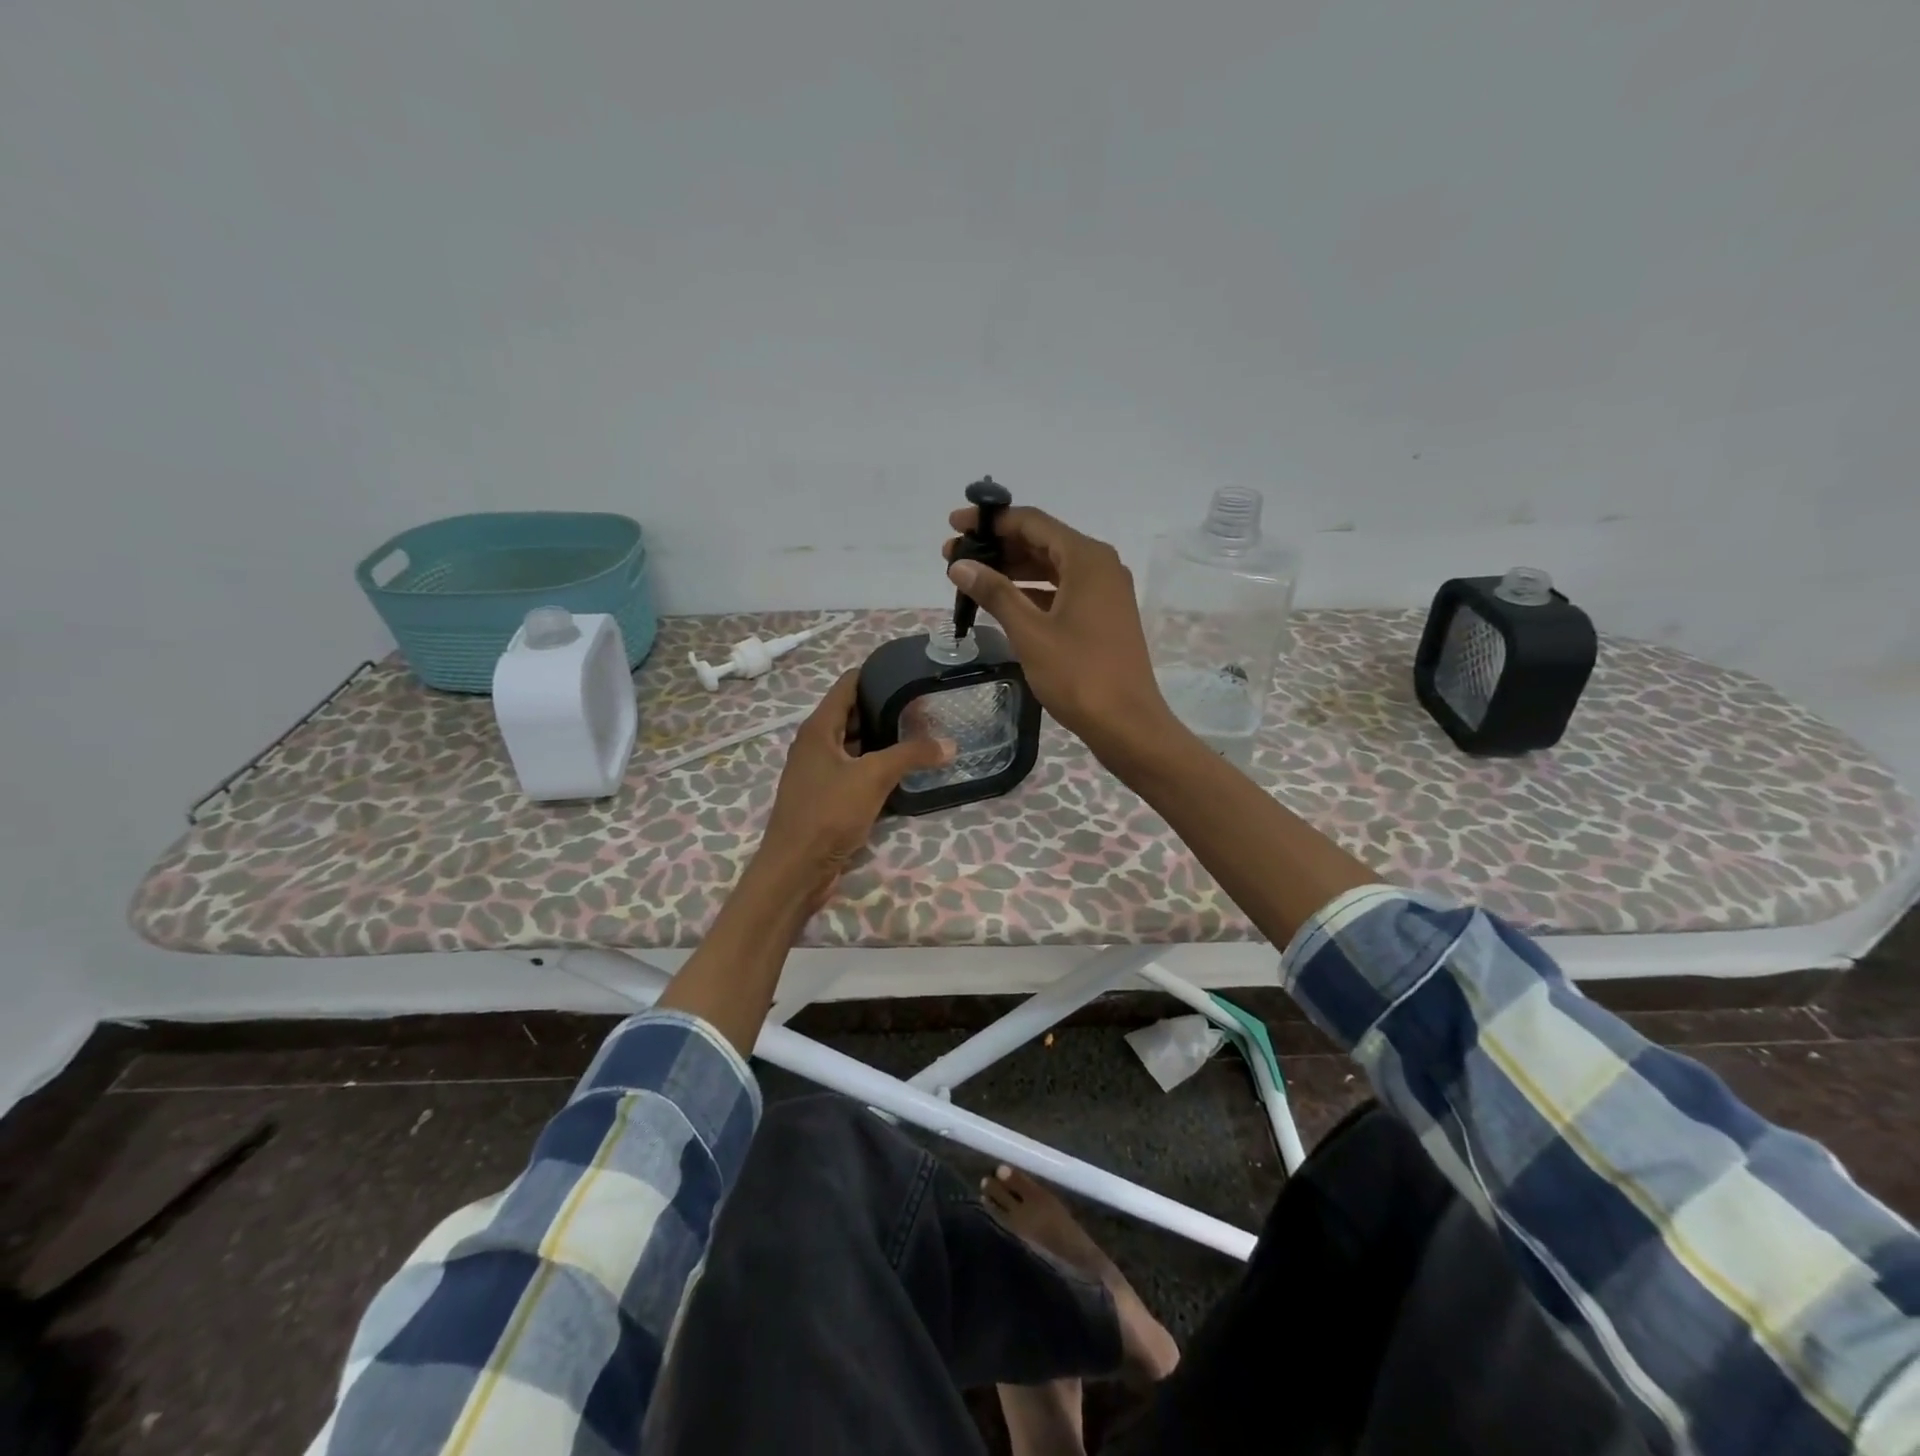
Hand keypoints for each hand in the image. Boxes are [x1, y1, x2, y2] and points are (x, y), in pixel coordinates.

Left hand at [755, 670, 953, 910]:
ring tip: (924, 732)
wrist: (797, 869)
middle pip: (854, 714)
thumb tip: (950, 743)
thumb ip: (911, 755)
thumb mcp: (873, 777)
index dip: (876, 673)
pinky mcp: (829, 798)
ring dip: (885, 739)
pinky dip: (879, 766)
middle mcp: (817, 745)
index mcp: (818, 728)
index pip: (848, 685)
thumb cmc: (828, 813)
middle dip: (887, 707)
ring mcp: (821, 772)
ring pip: (857, 745)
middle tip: (926, 705)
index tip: (910, 670)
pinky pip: (857, 771)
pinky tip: (907, 770)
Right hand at [944, 505, 1176, 763]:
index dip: (991, 522)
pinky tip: (1002, 604)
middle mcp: (1100, 566)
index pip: (1032, 522)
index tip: (955, 526)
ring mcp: (1104, 592)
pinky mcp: (1102, 616)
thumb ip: (994, 593)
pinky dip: (1031, 593)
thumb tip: (960, 565)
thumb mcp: (1030, 632)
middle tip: (954, 558)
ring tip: (971, 580)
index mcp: (1087, 558)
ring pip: (1051, 568)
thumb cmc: (1078, 675)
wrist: (1126, 724)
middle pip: (1041, 542)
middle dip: (997, 547)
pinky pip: (1061, 591)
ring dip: (1012, 571)